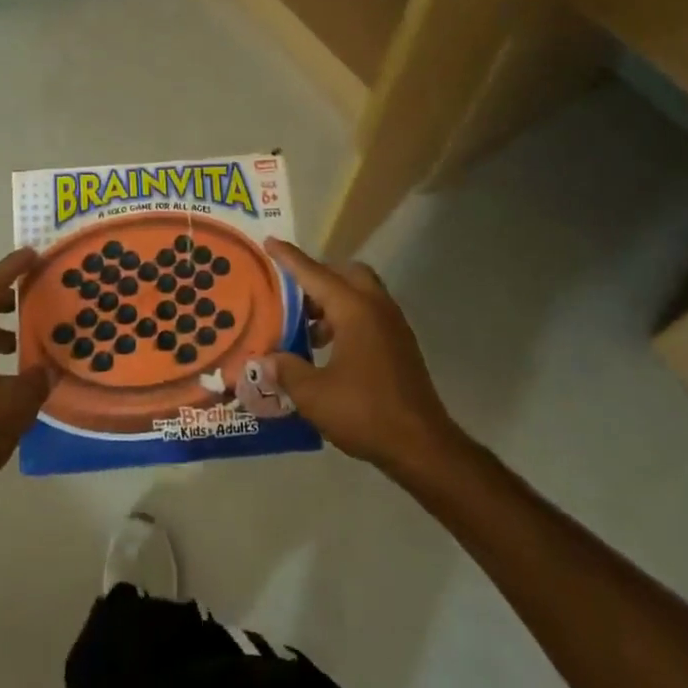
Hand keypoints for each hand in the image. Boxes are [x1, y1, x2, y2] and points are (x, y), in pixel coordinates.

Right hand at [262, 239, 464, 477]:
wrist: (422, 446)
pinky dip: (346, 317)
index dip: (289, 259)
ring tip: (304, 326)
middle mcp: (376, 307)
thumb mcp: (313, 395)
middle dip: (317, 276)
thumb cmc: (365, 412)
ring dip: (332, 300)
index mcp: (354, 310)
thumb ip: (285, 370)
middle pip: (344, 274)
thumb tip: (264, 360)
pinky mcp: (400, 344)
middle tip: (290, 292)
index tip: (270, 242)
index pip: (314, 274)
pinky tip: (328, 348)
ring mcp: (393, 325)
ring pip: (359, 293)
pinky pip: (368, 313)